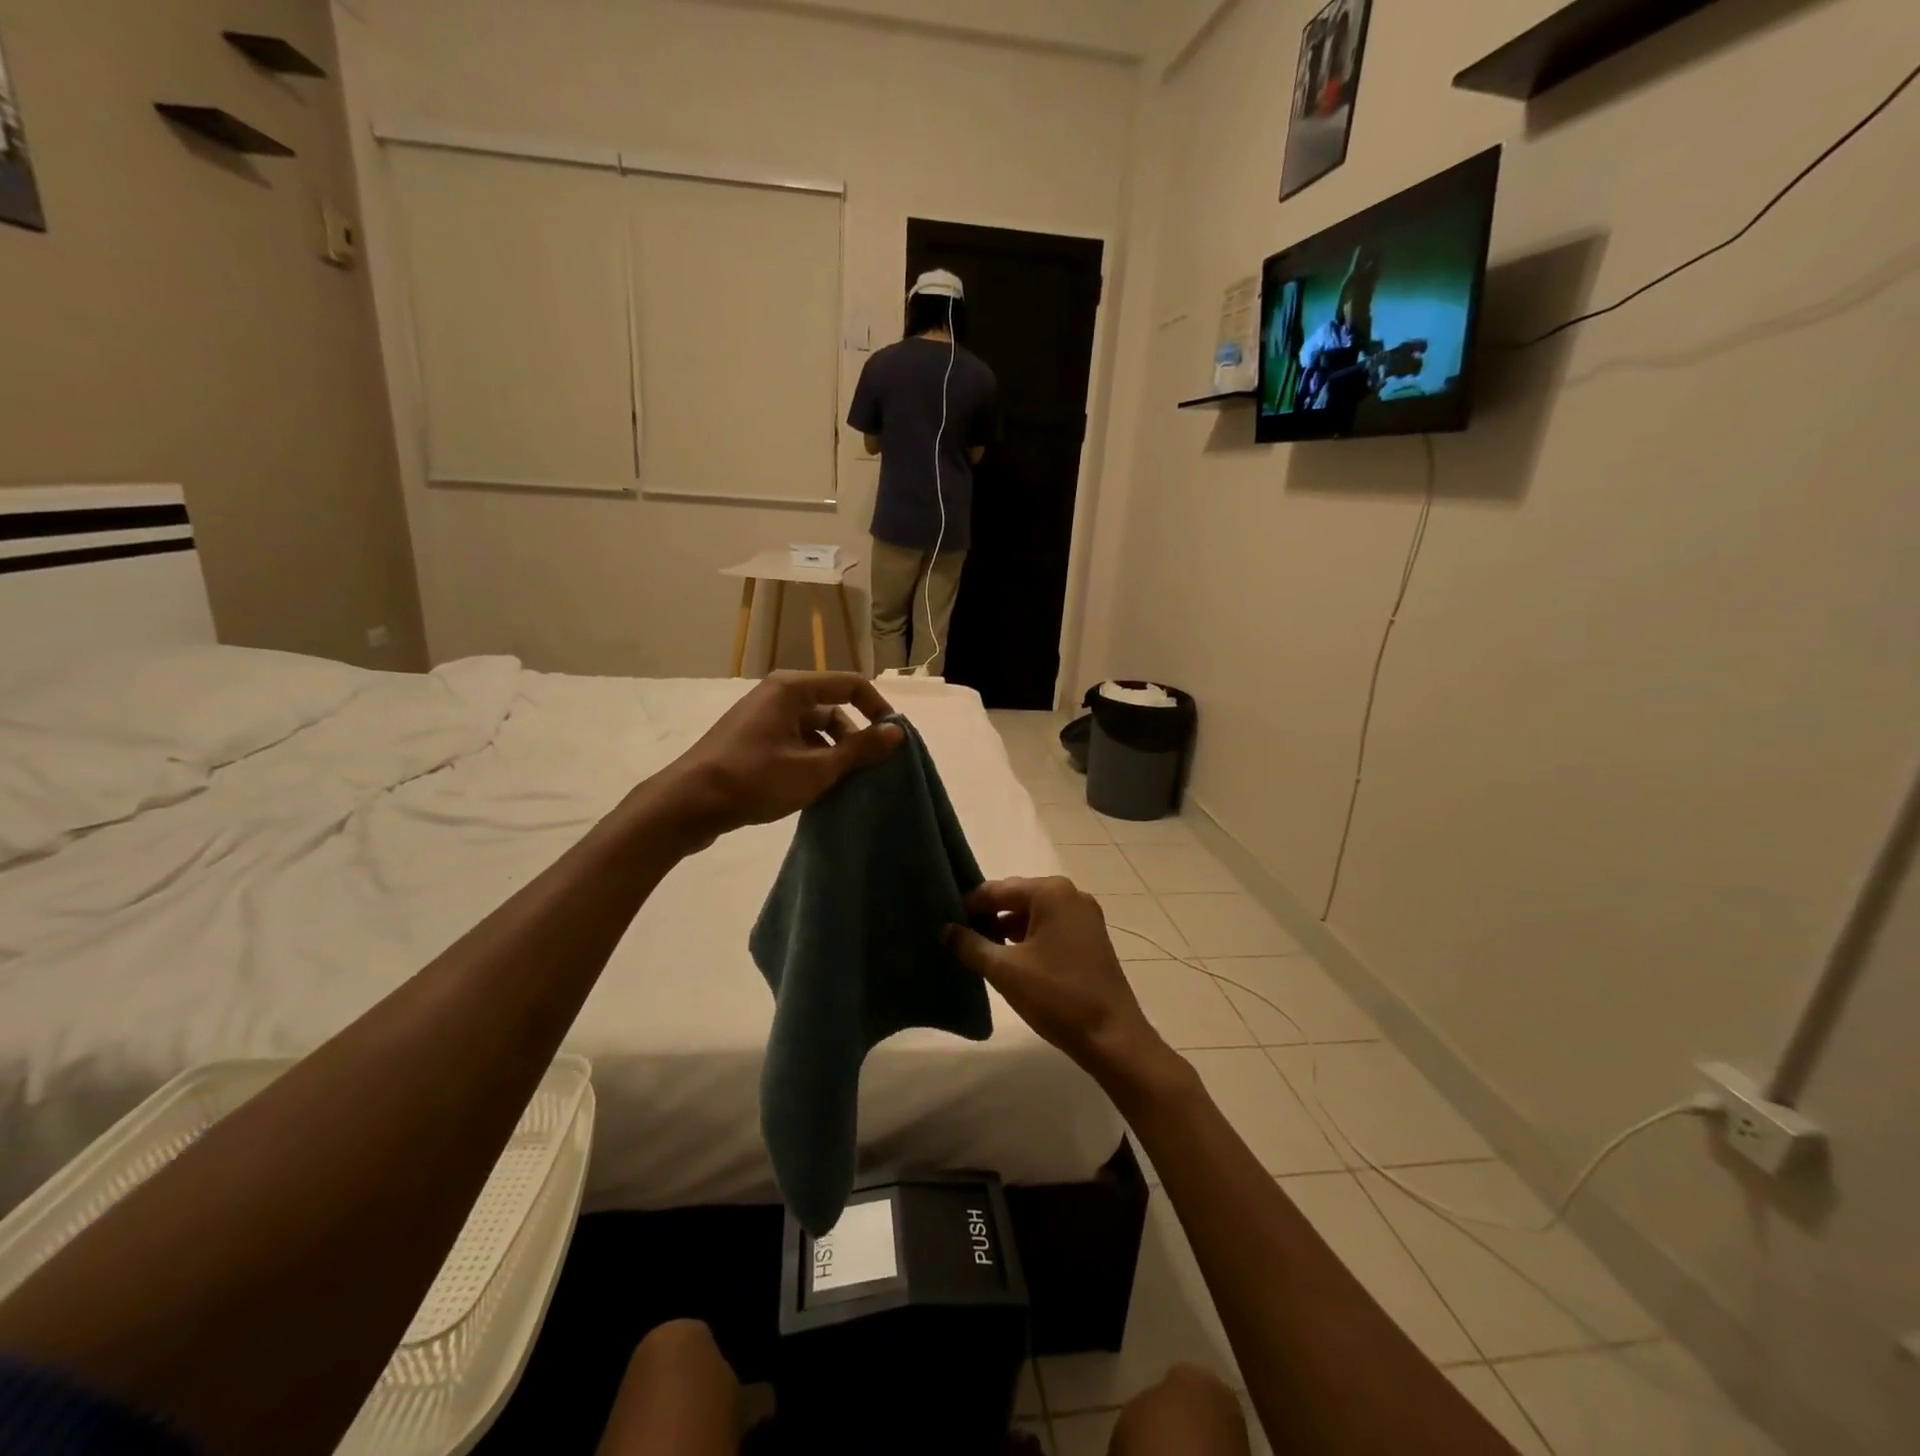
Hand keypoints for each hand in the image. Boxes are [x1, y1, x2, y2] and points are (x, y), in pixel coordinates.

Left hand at [665, 672, 901, 842]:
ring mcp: (763, 717)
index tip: (893, 741)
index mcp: (792, 689)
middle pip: (832, 706)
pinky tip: (815, 787)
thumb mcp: (815, 768)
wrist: (688, 804)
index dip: (877, 708)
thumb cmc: (754, 779)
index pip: (851, 684)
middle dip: (854, 736)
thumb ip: (859, 749)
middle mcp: (778, 694)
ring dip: (833, 751)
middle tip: (868, 770)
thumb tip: (897, 732)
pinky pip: (794, 740)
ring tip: (843, 783)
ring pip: (813, 727)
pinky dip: (811, 758)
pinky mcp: (752, 739)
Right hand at [946, 878, 1171, 1093]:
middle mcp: (1070, 894)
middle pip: (1016, 897)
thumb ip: (970, 945)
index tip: (944, 921)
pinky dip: (1028, 938)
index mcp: (1050, 892)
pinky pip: (1050, 927)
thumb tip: (946, 929)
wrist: (1111, 1036)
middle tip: (958, 938)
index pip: (996, 889)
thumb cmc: (1056, 996)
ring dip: (1006, 928)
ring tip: (980, 951)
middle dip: (987, 916)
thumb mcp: (1004, 970)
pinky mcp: (1090, 937)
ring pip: (1033, 913)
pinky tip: (1010, 959)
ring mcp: (1084, 916)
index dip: (968, 905)